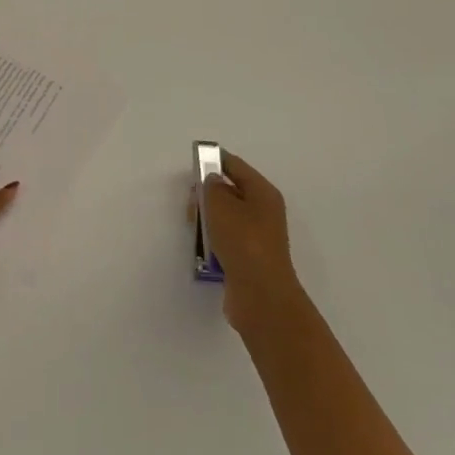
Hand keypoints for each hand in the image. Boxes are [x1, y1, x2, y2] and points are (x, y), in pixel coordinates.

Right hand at [199, 152, 306, 334]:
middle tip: (190, 201)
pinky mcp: (249, 257)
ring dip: (208, 218)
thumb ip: (211, 186)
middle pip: (231, 191)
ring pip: (226, 216)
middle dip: (207, 193)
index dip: (213, 160)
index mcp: (263, 192)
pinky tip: (203, 247)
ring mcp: (257, 236)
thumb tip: (212, 182)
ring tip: (194, 226)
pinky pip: (227, 238)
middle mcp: (264, 211)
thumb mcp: (220, 205)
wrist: (260, 295)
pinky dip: (214, 239)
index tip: (191, 162)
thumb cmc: (242, 241)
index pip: (235, 165)